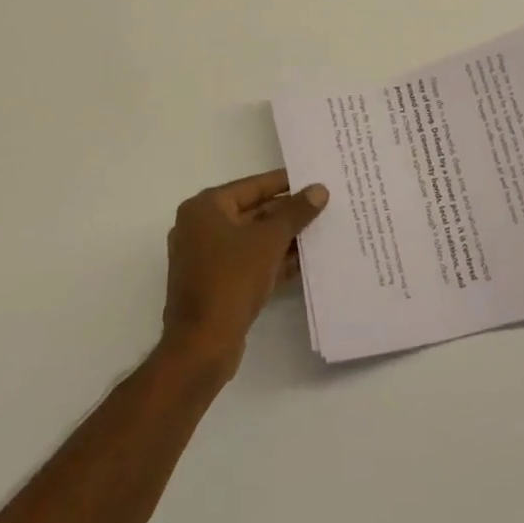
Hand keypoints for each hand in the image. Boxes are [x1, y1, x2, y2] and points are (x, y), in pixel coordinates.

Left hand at [161, 170, 328, 373]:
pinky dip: (273, 260)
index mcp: (204, 208)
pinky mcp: (215, 284)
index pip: (252, 186)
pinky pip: (249, 263)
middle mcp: (200, 228)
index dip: (285, 182)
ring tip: (321, 231)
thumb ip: (295, 212)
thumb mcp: (269, 240)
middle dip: (287, 213)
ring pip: (252, 240)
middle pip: (252, 212)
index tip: (313, 178)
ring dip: (283, 238)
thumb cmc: (231, 279)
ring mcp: (206, 258)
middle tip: (323, 206)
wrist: (202, 345)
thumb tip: (319, 189)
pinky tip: (304, 262)